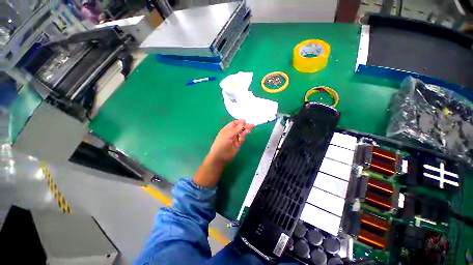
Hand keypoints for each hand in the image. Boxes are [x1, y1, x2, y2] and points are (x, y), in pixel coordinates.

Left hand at [208, 120, 253, 163]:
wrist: (220, 156)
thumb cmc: (222, 143)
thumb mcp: (228, 134)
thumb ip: (236, 129)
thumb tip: (242, 123)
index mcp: (227, 129)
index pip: (234, 123)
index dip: (240, 122)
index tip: (245, 121)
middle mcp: (231, 133)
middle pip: (239, 128)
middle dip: (245, 126)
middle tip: (252, 126)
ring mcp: (235, 139)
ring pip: (242, 133)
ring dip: (245, 131)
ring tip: (249, 131)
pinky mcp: (238, 144)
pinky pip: (242, 139)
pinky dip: (243, 138)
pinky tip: (242, 138)